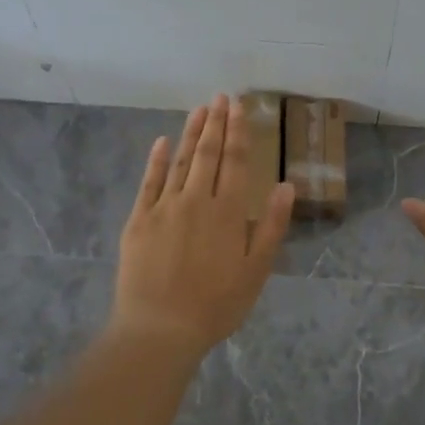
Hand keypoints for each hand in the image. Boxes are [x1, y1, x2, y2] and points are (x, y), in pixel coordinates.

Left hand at [111, 93, 294, 357]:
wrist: (160, 327)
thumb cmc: (216, 305)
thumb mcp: (256, 271)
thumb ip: (270, 226)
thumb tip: (286, 186)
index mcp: (228, 212)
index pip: (236, 162)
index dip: (239, 132)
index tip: (239, 106)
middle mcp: (197, 200)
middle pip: (208, 154)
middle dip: (215, 123)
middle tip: (220, 97)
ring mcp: (164, 208)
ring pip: (180, 162)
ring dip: (190, 133)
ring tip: (199, 110)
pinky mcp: (139, 220)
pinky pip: (149, 182)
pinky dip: (156, 160)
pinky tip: (161, 141)